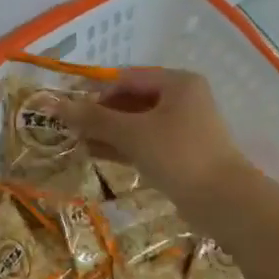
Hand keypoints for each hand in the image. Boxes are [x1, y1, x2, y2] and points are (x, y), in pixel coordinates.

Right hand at [64, 68, 250, 203]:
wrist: (223, 201)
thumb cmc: (178, 155)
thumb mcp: (133, 133)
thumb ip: (94, 118)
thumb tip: (54, 104)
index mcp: (178, 83)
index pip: (127, 78)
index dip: (95, 91)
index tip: (69, 108)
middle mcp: (183, 99)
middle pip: (132, 99)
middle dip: (100, 114)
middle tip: (70, 128)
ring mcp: (184, 128)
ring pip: (138, 123)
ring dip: (108, 132)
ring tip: (76, 142)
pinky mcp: (182, 153)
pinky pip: (146, 143)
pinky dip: (123, 146)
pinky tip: (96, 155)